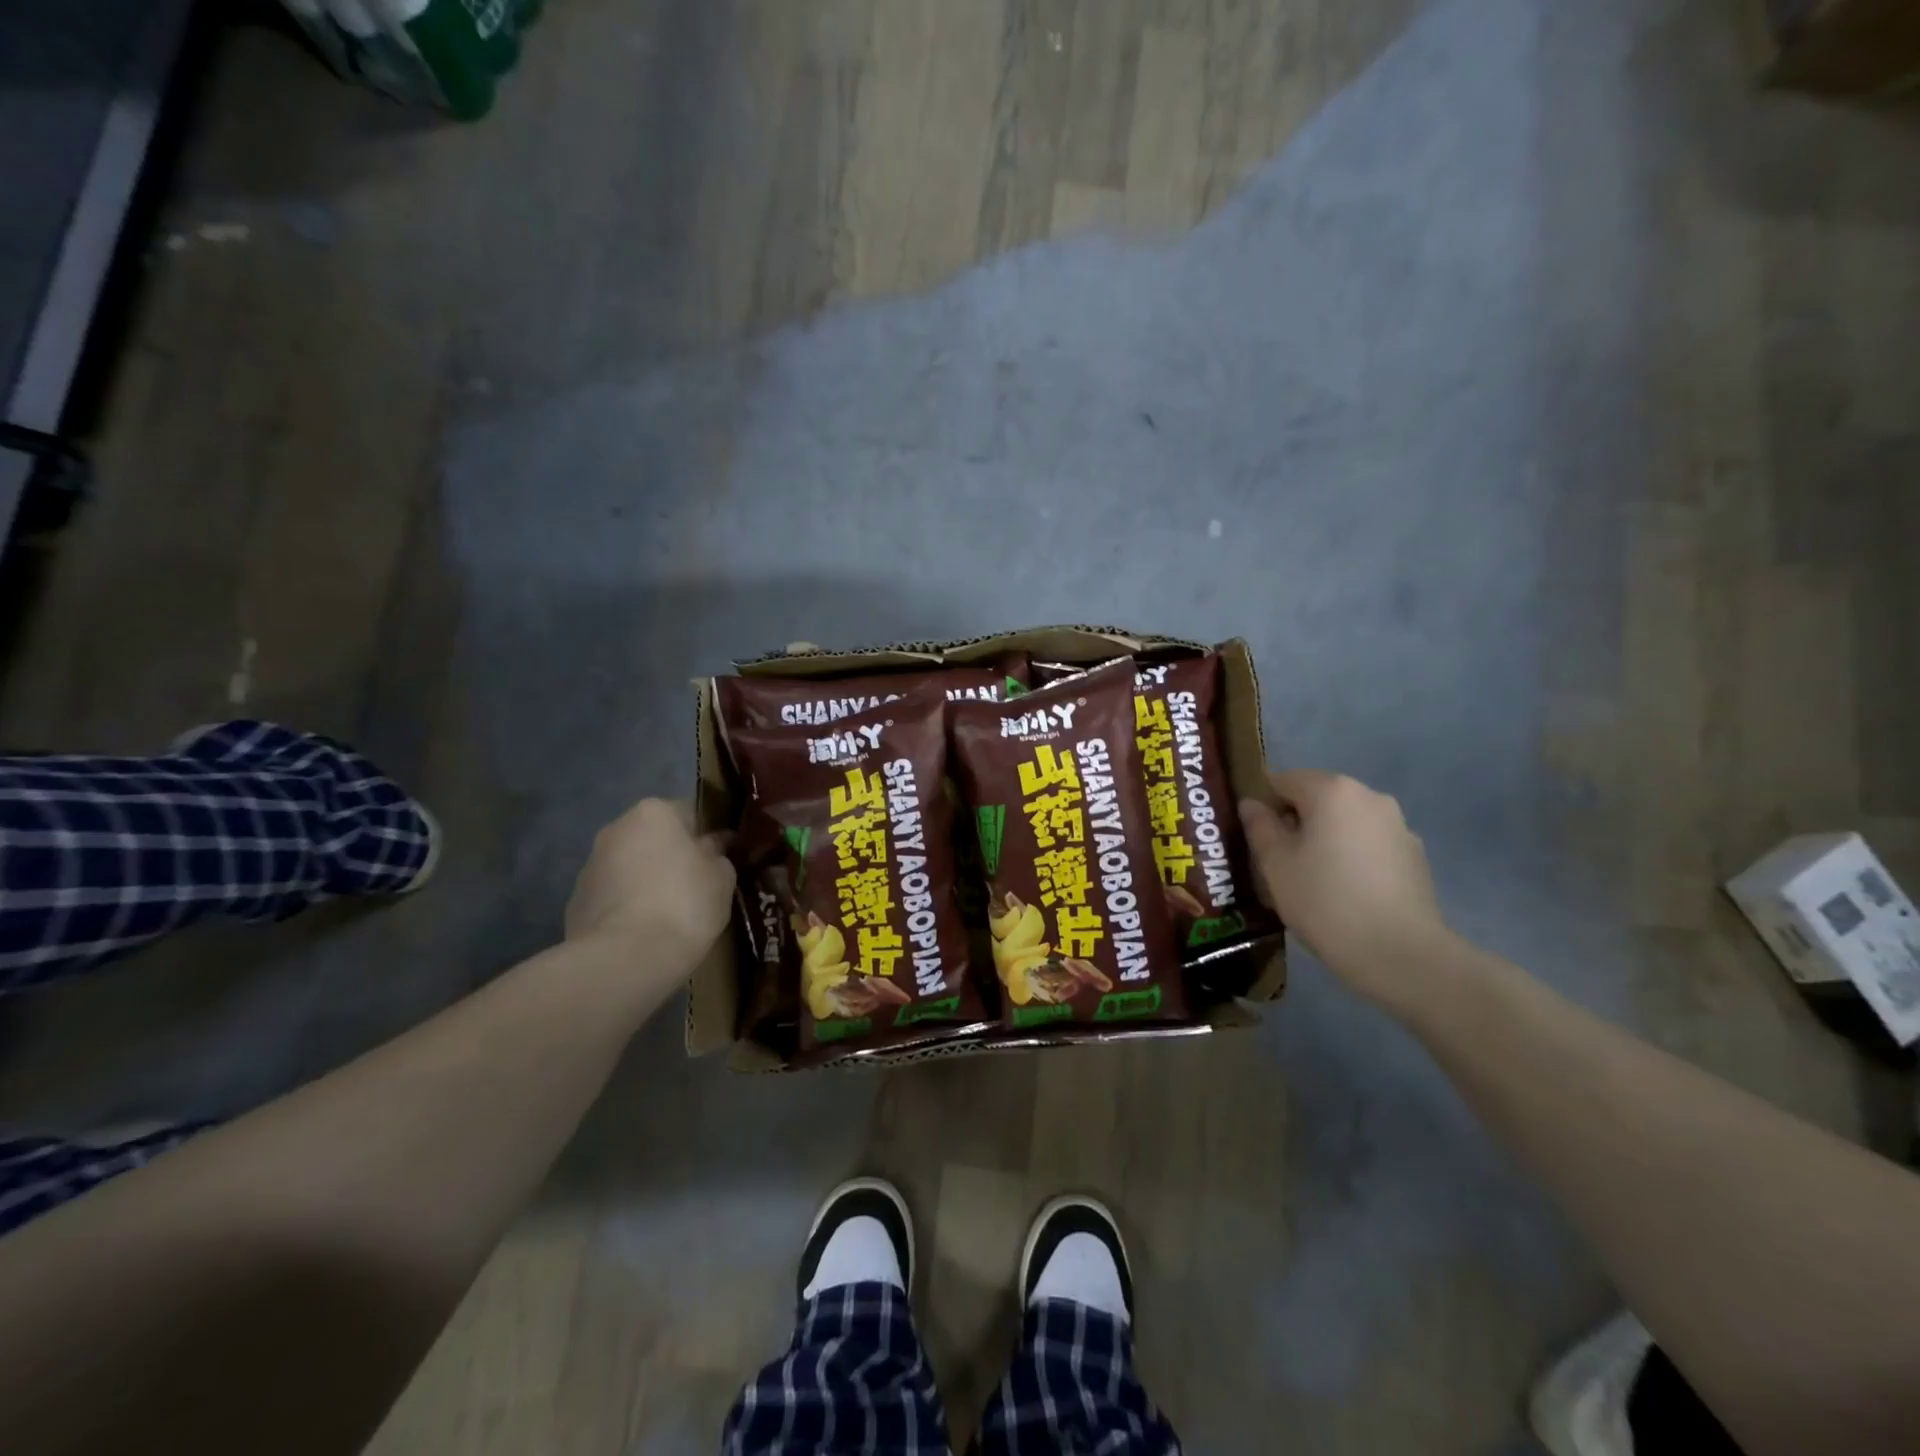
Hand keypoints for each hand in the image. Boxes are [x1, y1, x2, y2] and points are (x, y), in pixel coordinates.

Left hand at [565, 799, 733, 975]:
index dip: (708, 835)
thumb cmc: (685, 903)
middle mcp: (616, 829)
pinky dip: (626, 908)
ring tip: (668, 915)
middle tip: (696, 886)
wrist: (627, 959)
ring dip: (646, 881)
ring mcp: (589, 866)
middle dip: (672, 857)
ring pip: (630, 867)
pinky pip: (611, 897)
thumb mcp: (722, 876)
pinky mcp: (575, 903)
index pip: (690, 813)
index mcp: (654, 812)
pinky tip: (643, 932)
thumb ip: (719, 853)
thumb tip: (714, 846)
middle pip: (654, 838)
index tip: (721, 859)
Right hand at [1240, 770, 1453, 1007]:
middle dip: (1295, 823)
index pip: (1283, 781)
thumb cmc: (1324, 900)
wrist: (1399, 952)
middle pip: (1317, 799)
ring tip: (1312, 882)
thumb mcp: (1275, 863)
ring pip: (1344, 823)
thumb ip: (1259, 826)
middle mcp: (1369, 796)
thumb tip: (1252, 804)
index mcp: (1332, 790)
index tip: (1255, 840)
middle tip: (1278, 863)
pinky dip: (1352, 858)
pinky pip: (1369, 845)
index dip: (1263, 806)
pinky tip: (1345, 894)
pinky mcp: (1414, 856)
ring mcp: (1398, 825)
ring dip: (1325, 840)